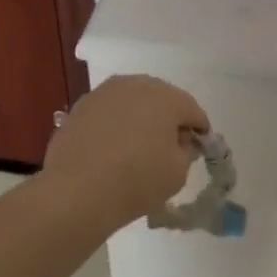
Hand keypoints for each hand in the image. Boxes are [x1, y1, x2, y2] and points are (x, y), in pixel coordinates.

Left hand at [44, 75, 209, 229]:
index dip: (199, 129)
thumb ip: (186, 150)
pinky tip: (114, 147)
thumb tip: (180, 141)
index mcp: (166, 97)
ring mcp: (104, 93)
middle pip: (162, 99)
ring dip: (141, 118)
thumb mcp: (178, 172)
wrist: (76, 191)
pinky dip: (116, 124)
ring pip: (132, 101)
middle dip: (169, 118)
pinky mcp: (80, 107)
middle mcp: (135, 85)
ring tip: (140, 144)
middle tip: (170, 144)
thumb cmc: (137, 180)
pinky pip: (109, 112)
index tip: (199, 147)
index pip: (192, 110)